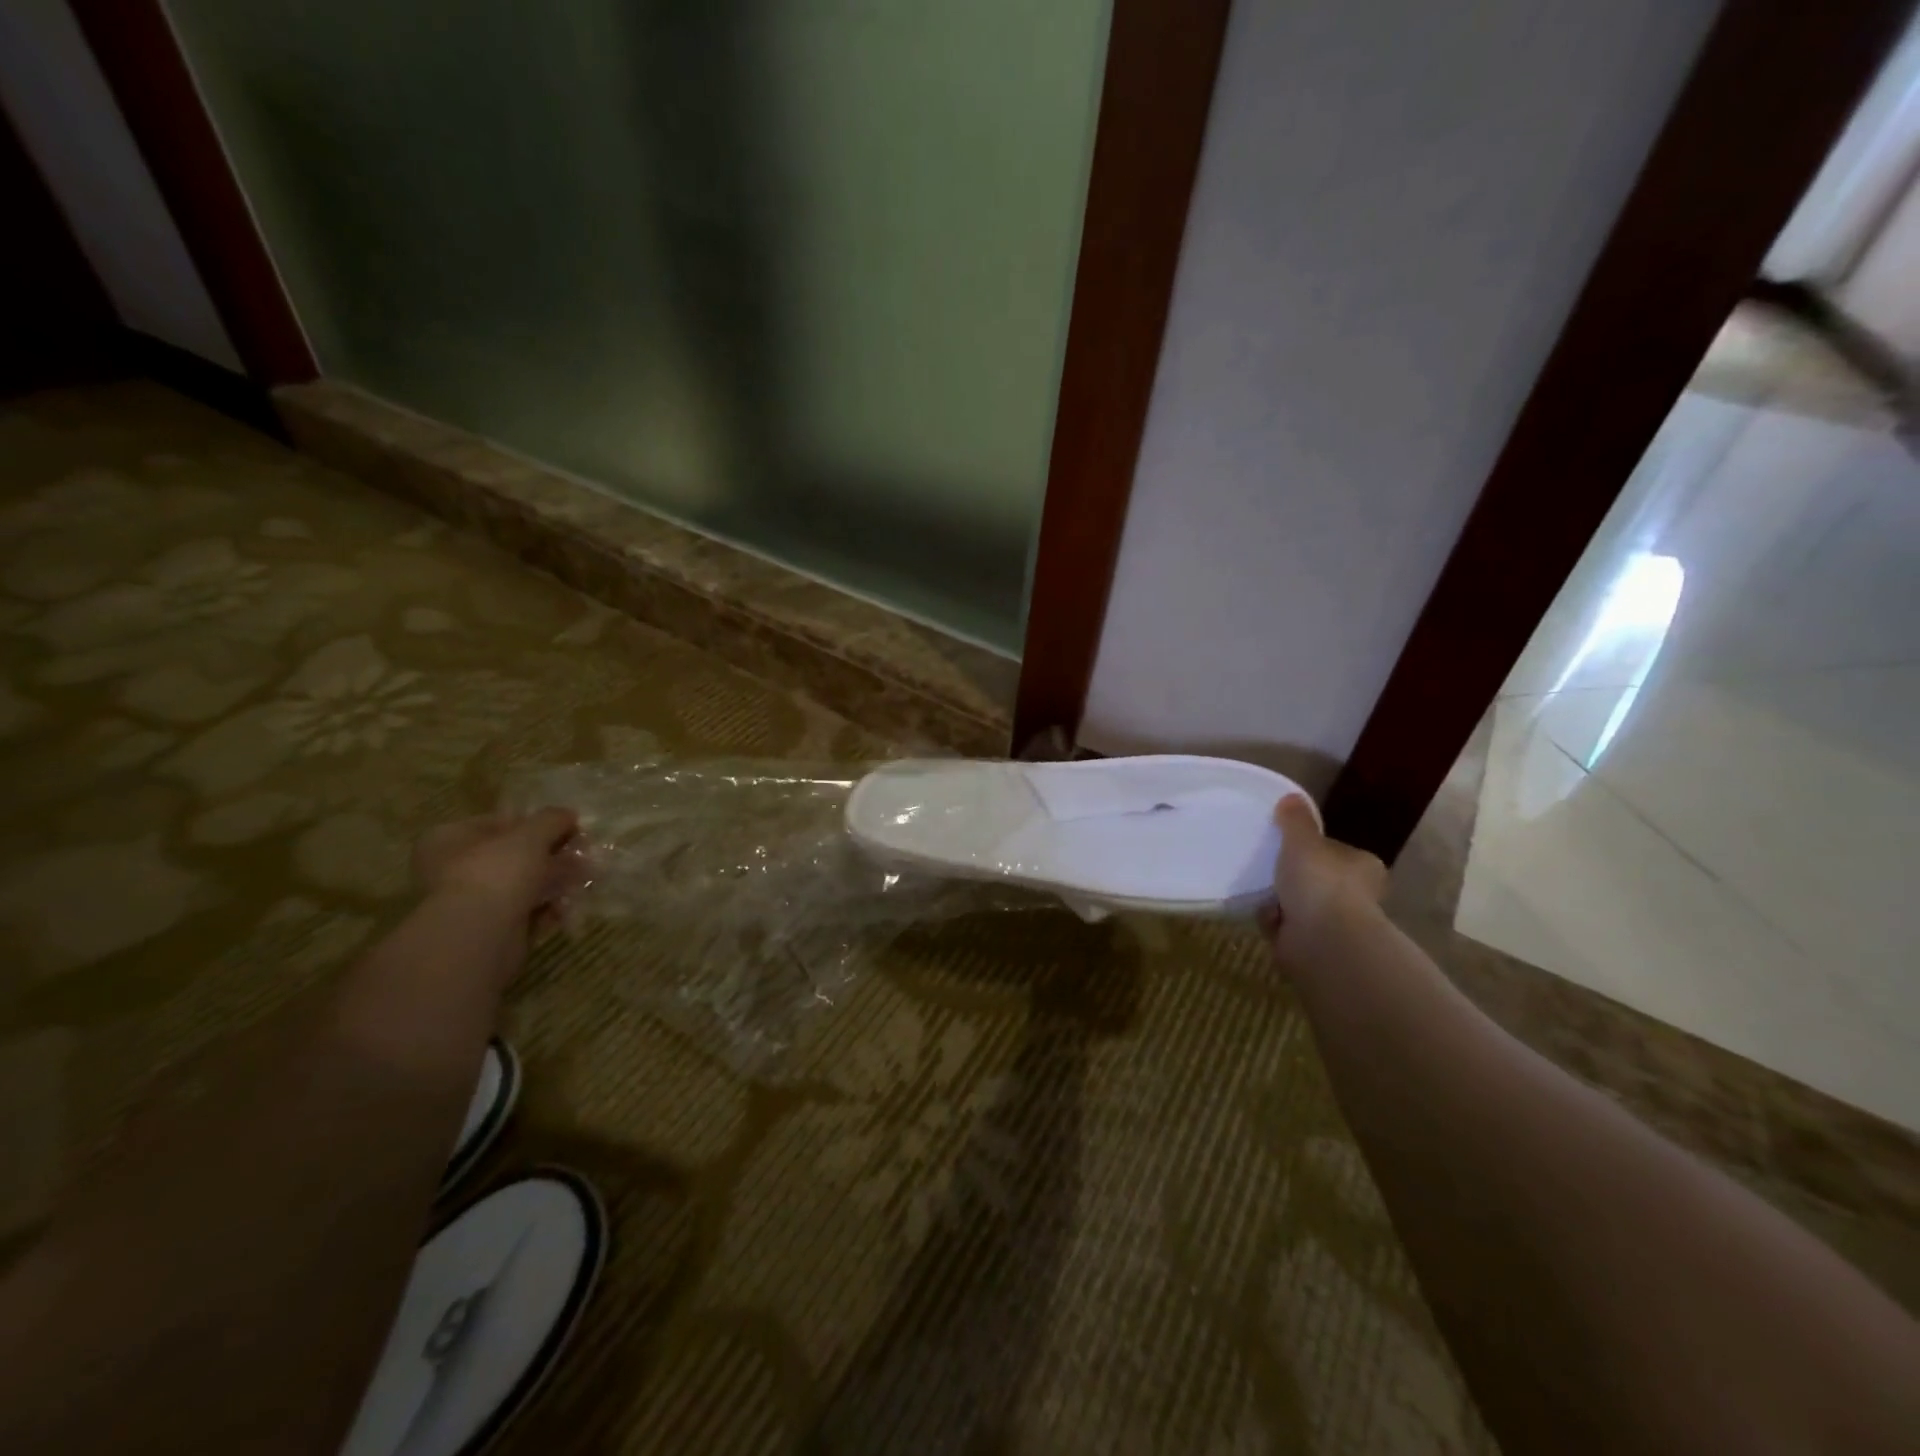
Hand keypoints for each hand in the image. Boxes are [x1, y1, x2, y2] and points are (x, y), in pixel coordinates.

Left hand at [412, 808, 581, 925]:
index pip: (499, 823)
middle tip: (585, 853)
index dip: (537, 823)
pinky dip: (550, 908)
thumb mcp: (531, 835)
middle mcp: (454, 869)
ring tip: (587, 877)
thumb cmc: (496, 873)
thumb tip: (569, 815)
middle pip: (515, 855)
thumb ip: (552, 820)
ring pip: (524, 885)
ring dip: (557, 880)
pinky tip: (570, 905)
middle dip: (553, 854)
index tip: (569, 827)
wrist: (478, 937)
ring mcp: (472, 903)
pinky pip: (527, 912)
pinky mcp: (491, 930)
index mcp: (450, 839)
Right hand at [1263, 795, 1386, 960]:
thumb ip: (1295, 820)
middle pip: (1316, 879)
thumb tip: (1292, 796)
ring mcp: (1336, 924)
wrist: (1323, 941)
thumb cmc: (1319, 882)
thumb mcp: (1302, 840)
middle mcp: (1356, 895)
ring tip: (1258, 889)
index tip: (1286, 845)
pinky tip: (1262, 913)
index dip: (1311, 847)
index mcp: (1362, 866)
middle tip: (1266, 865)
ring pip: (1300, 904)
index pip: (1335, 851)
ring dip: (1280, 900)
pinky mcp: (1315, 946)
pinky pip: (1287, 927)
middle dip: (1292, 877)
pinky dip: (1274, 921)